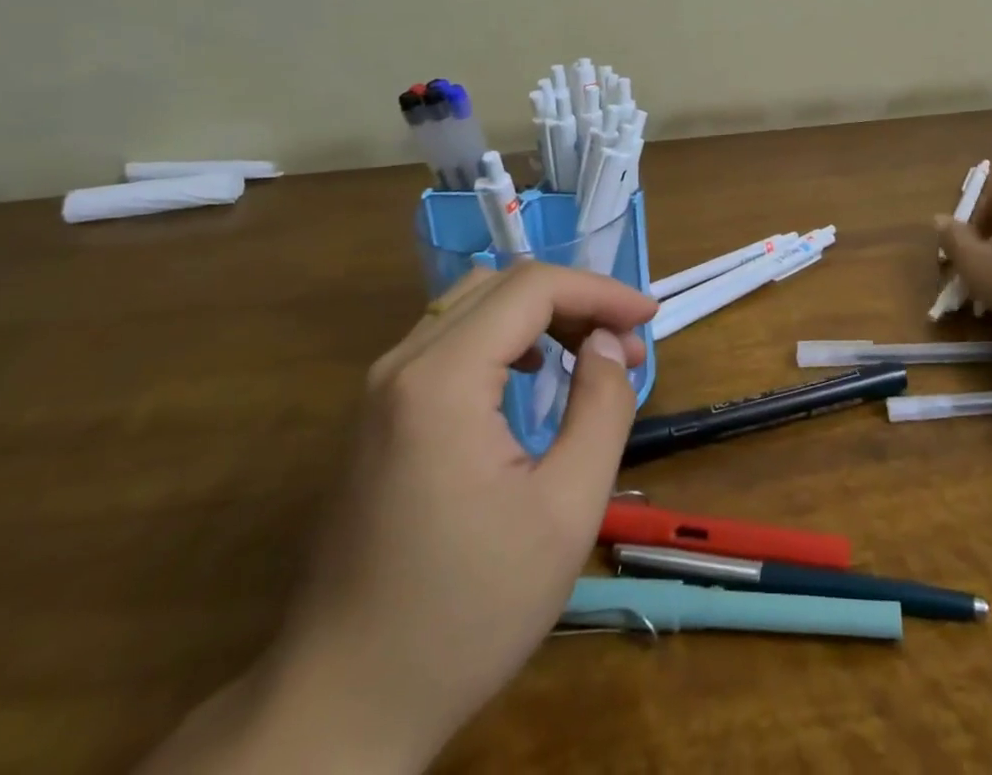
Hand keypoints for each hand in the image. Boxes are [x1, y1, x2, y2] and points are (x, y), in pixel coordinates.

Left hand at [140, 262, 654, 774]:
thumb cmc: (467, 612)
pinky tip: (529, 373)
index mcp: (443, 378)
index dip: (600, 291)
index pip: (532, 287)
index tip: (648, 319)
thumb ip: (602, 408)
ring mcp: (382, 389)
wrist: (343, 706)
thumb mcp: (566, 512)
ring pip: (472, 305)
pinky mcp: (378, 416)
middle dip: (574, 299)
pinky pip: (449, 339)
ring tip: (589, 353)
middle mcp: (403, 364)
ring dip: (540, 314)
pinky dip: (503, 336)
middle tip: (623, 343)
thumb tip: (606, 344)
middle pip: (502, 286)